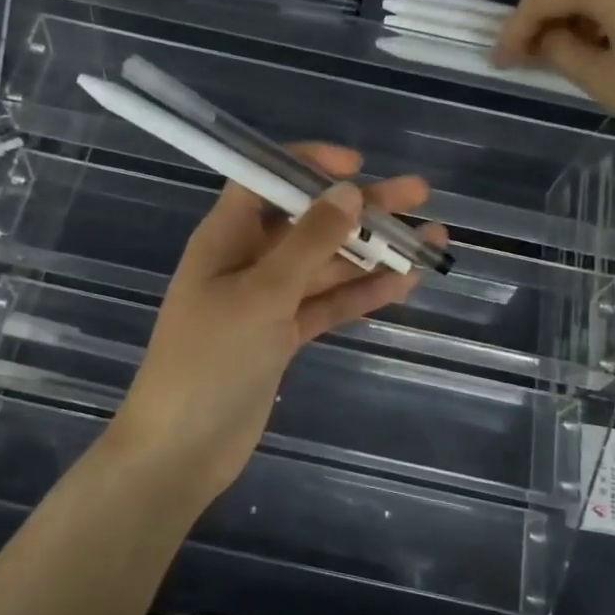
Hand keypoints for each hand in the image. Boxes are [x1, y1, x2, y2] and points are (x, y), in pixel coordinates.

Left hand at [114, 145, 446, 501]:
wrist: (183, 449)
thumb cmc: (210, 359)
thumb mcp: (261, 294)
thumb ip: (308, 242)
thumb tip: (349, 191)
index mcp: (226, 237)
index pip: (265, 180)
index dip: (307, 165)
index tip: (356, 166)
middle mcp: (247, 261)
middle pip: (309, 222)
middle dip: (361, 208)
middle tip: (419, 194)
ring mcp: (267, 301)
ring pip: (326, 265)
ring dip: (373, 252)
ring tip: (430, 240)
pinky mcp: (283, 337)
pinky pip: (328, 304)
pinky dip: (361, 293)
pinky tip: (403, 283)